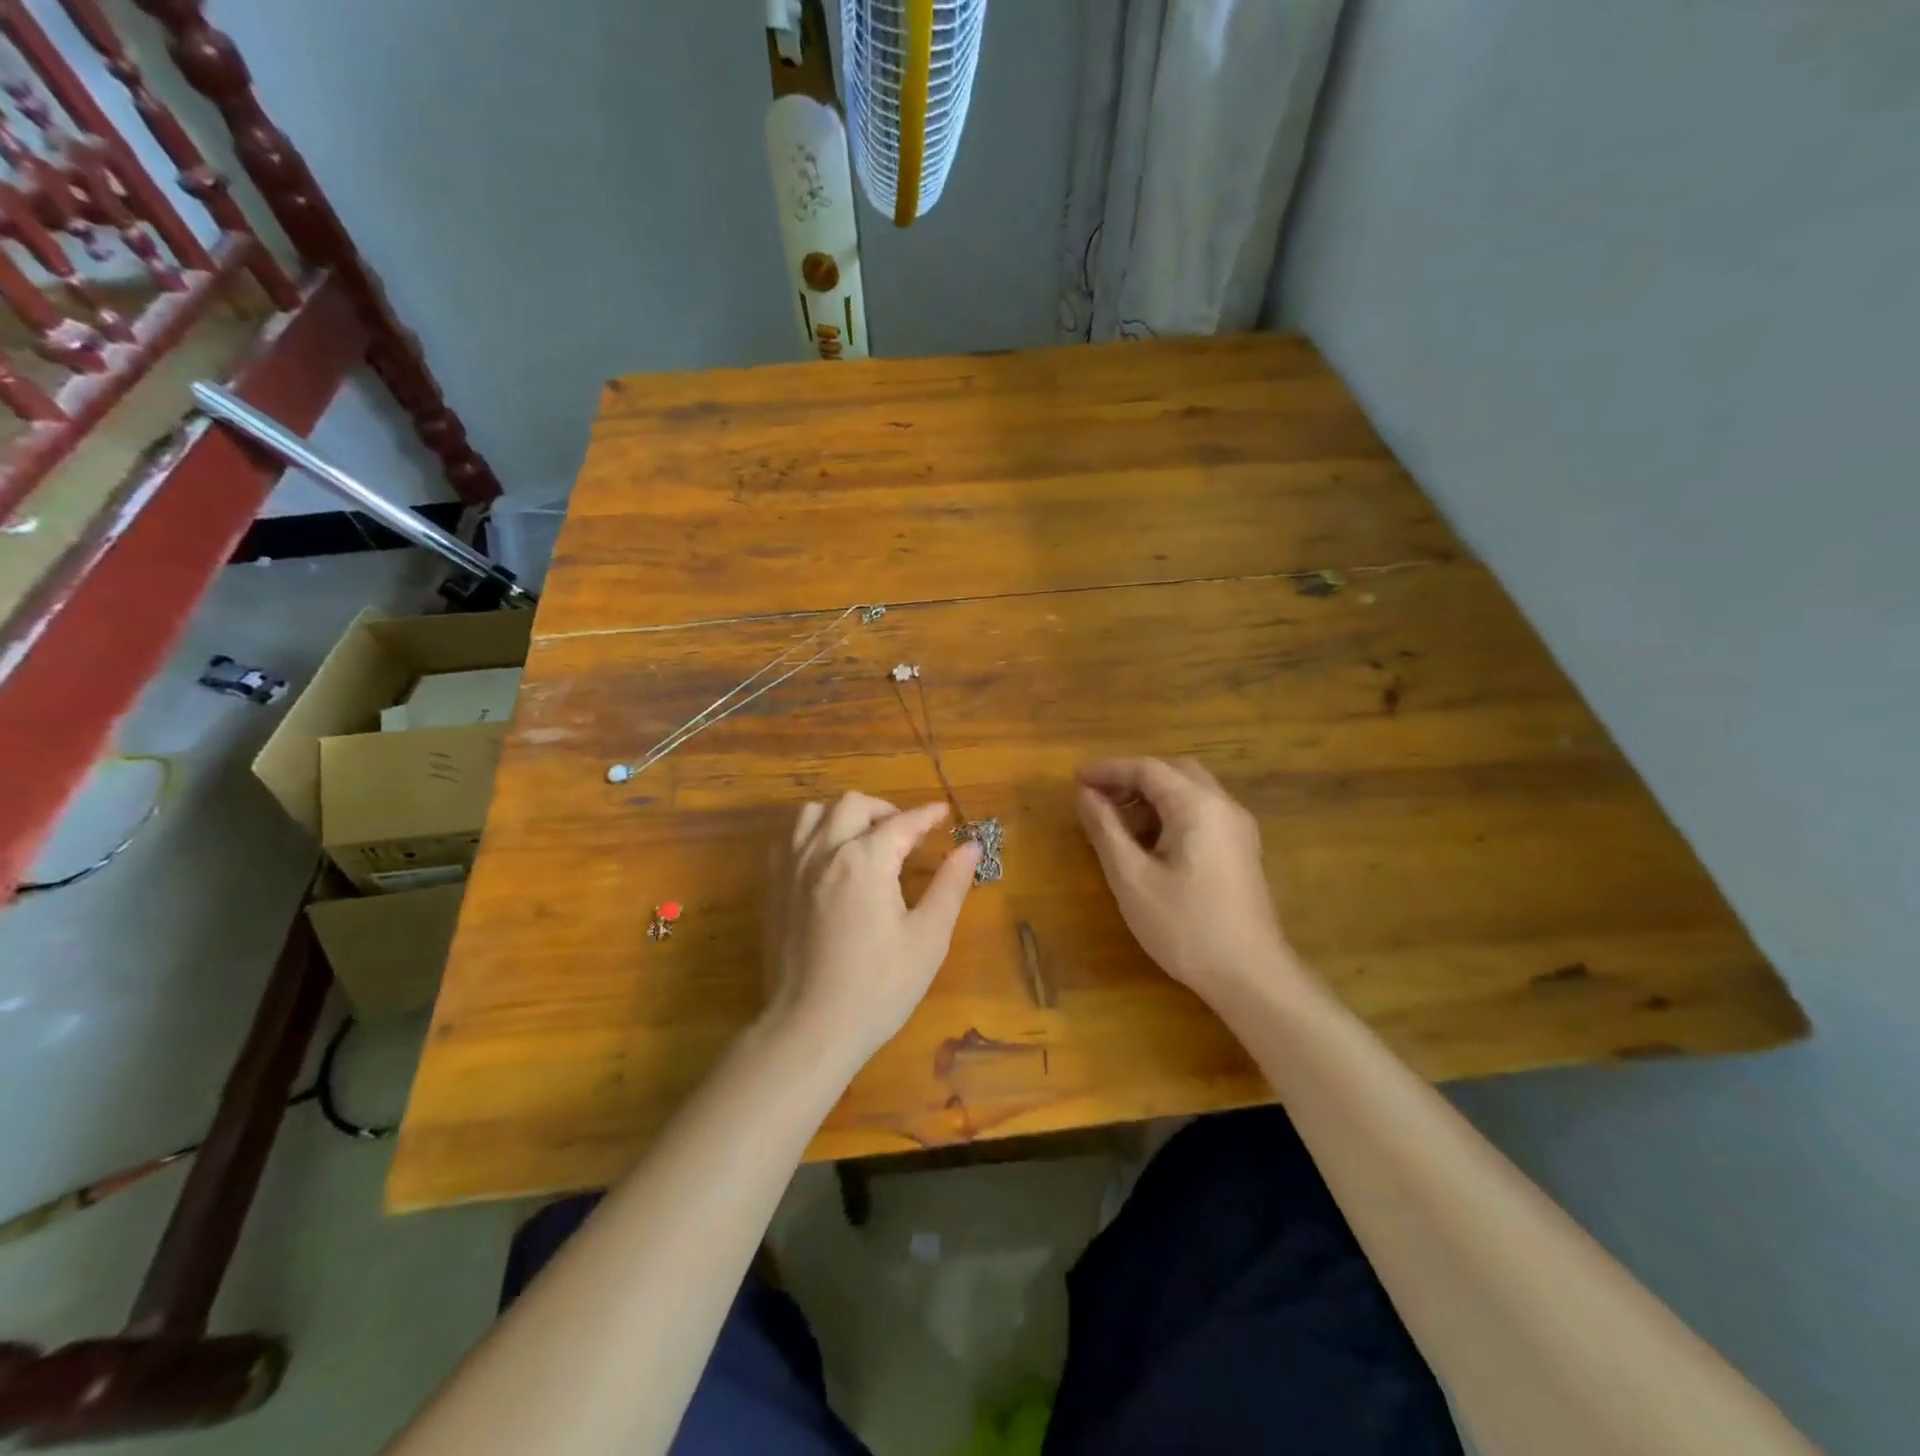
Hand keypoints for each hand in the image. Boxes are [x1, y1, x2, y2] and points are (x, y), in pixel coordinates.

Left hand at [762, 792, 980, 1065]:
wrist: (810, 1029)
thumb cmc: (878, 988)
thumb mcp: (927, 939)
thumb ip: (950, 885)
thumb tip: (971, 847)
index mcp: (865, 860)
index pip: (903, 822)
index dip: (928, 815)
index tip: (945, 814)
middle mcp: (824, 852)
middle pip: (853, 804)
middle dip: (885, 810)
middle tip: (906, 834)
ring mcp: (792, 868)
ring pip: (813, 813)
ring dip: (843, 815)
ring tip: (864, 839)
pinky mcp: (772, 889)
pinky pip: (788, 840)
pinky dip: (812, 835)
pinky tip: (827, 860)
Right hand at [1075, 758, 1297, 1003]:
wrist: (1251, 976)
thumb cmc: (1185, 926)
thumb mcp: (1132, 878)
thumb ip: (1106, 830)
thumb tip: (1085, 795)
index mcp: (1197, 806)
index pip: (1148, 769)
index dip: (1108, 770)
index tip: (1076, 780)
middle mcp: (1223, 806)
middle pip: (1174, 772)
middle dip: (1132, 778)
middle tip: (1098, 797)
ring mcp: (1238, 828)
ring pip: (1190, 791)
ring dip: (1152, 796)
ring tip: (1117, 822)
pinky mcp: (1241, 851)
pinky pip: (1202, 813)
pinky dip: (1171, 813)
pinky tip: (1150, 844)